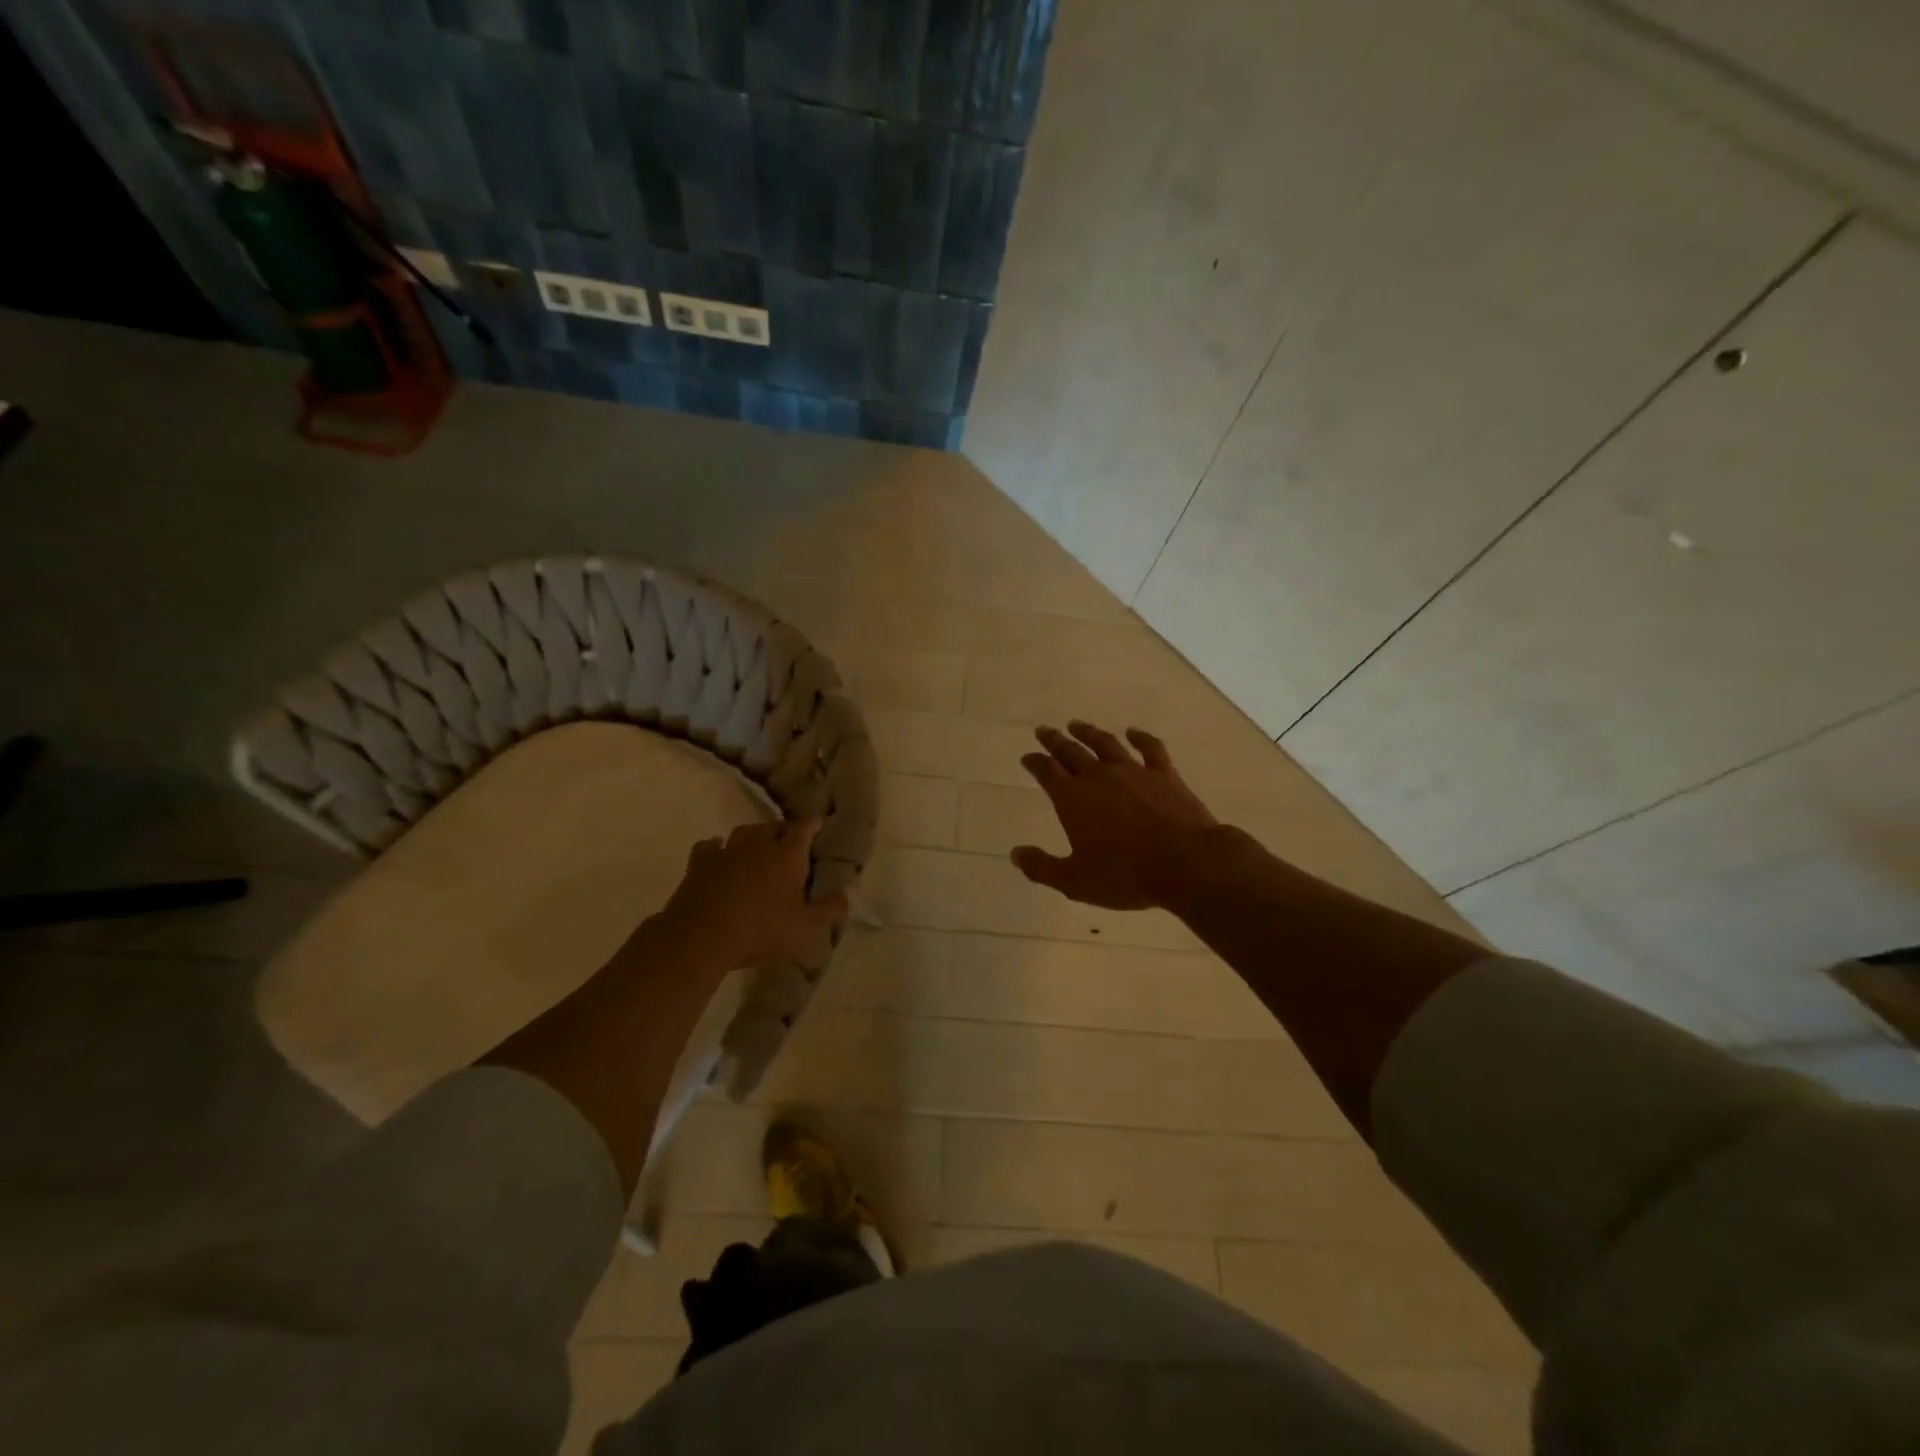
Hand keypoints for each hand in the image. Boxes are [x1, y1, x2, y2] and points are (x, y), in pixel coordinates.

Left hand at [655, 819, 847, 970]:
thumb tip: (850, 891)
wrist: (701, 937)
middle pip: (773, 826)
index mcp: (787, 855)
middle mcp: (758, 845)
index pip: (803, 828)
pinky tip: (719, 854)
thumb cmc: (760, 931)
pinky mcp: (700, 863)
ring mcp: (726, 851)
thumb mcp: (805, 928)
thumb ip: (830, 908)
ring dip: (754, 836)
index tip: (817, 824)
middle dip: (783, 831)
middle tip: (789, 842)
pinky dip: (718, 847)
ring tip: (758, 846)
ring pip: (744, 831)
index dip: (812, 824)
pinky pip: (711, 846)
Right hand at [1012, 721, 1219, 909]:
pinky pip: (1150, 748)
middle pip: (1072, 752)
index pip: (1047, 772)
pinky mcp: (1164, 775)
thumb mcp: (1076, 881)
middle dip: (1055, 741)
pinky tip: (1133, 732)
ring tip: (1076, 724)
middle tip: (1043, 730)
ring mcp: (1134, 772)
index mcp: (1073, 799)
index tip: (1027, 757)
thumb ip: (1042, 867)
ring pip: (1105, 744)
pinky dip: (1140, 737)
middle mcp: (1099, 777)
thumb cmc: (1126, 875)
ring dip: (1089, 733)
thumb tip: (1015, 854)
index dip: (1035, 763)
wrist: (1186, 863)